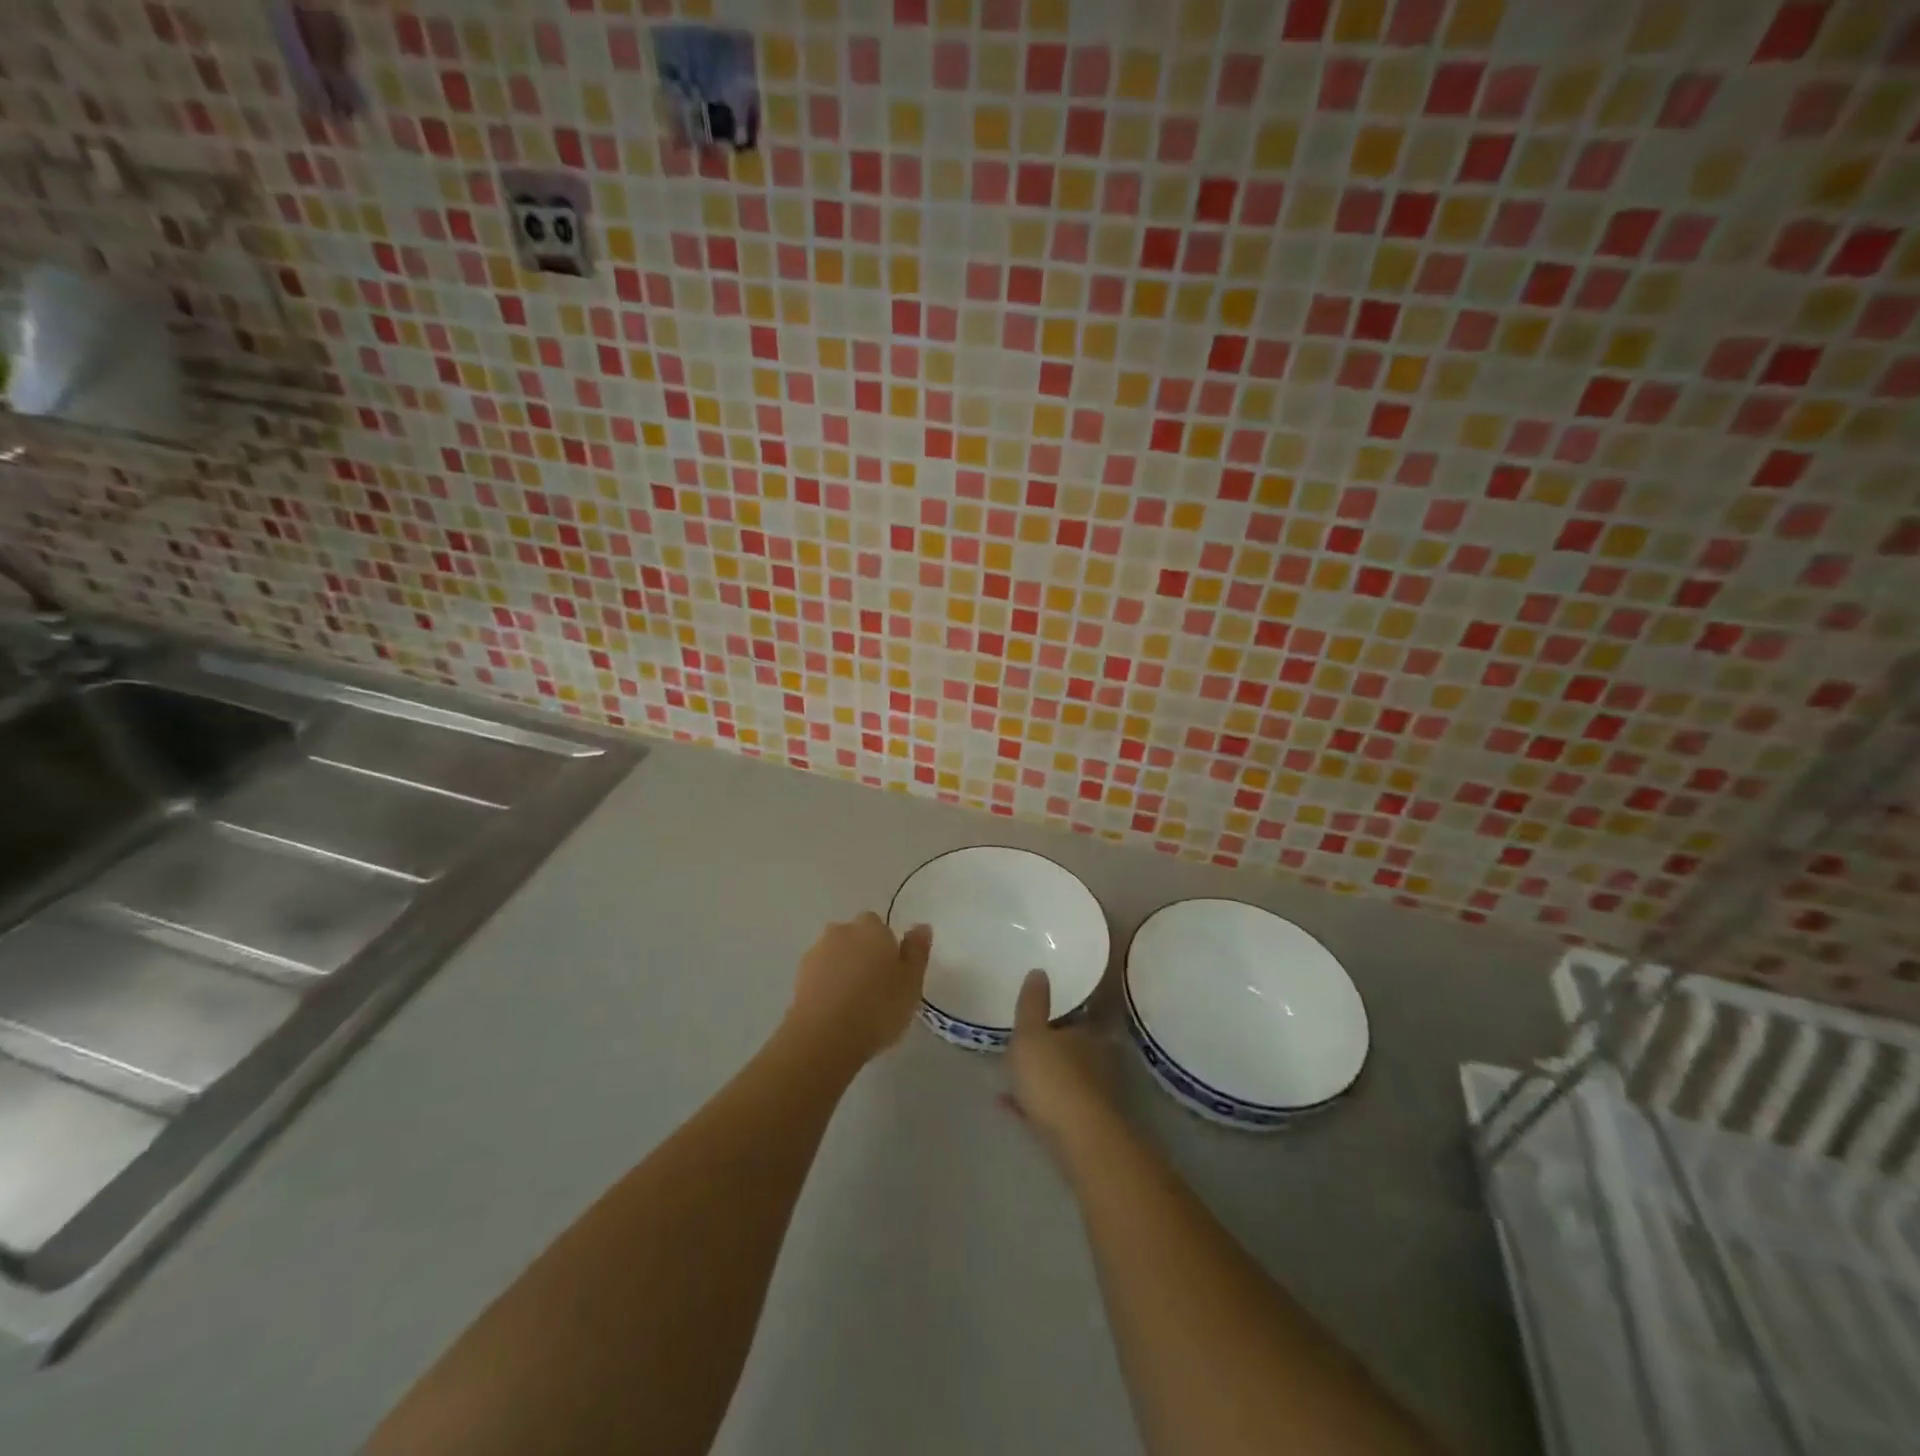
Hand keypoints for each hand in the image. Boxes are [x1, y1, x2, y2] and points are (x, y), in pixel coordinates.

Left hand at [785, 913, 931, 1065]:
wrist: (825, 1037)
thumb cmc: (877, 1008)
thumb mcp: (911, 983)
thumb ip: (917, 952)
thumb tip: (921, 926)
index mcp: (872, 929)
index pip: (879, 926)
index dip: (886, 946)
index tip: (892, 972)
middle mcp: (842, 932)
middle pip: (855, 937)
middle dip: (862, 953)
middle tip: (875, 986)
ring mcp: (817, 952)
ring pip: (835, 954)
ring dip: (843, 968)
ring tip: (854, 1002)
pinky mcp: (799, 976)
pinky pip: (820, 974)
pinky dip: (827, 985)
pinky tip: (835, 1010)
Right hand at [1007, 970, 1117, 1153]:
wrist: (1081, 1140)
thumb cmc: (1053, 1078)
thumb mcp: (1031, 1034)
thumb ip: (1032, 1004)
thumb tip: (1039, 971)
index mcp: (1087, 1033)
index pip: (1076, 1016)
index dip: (1057, 1015)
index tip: (1039, 1016)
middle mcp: (1096, 1061)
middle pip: (1071, 1049)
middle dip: (1050, 1049)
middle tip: (1022, 1046)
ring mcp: (1093, 1096)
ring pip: (1063, 1079)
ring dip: (1041, 1078)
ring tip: (1011, 1078)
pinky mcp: (1084, 1126)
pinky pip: (1053, 1108)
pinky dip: (1034, 1105)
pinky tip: (1011, 1106)